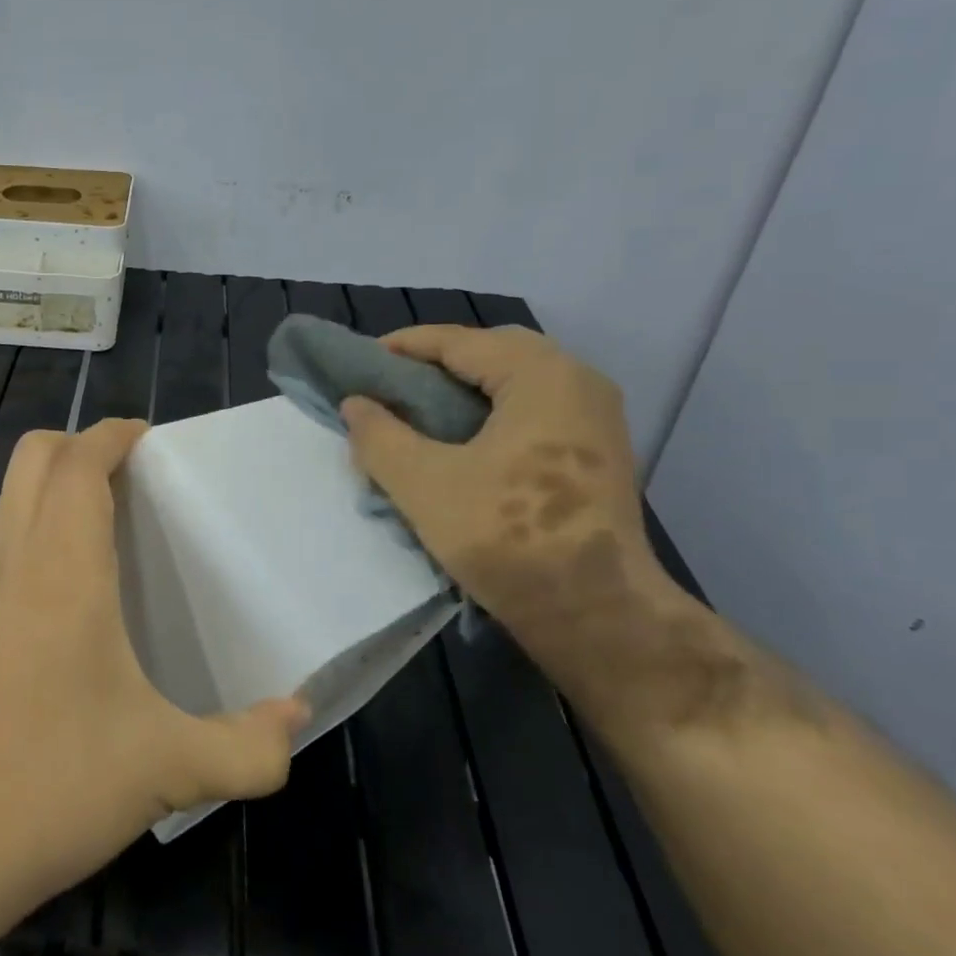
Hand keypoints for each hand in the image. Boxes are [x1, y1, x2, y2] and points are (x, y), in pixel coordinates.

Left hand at [0, 419, 306, 896]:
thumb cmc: (65, 780)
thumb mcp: (176, 767)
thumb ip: (250, 745)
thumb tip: (298, 716)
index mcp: (66, 567)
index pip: (78, 462)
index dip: (112, 435)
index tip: (151, 441)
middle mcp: (17, 558)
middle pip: (32, 457)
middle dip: (80, 446)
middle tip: (131, 476)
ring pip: (1, 493)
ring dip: (42, 481)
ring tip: (90, 513)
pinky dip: (6, 526)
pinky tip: (39, 570)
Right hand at [342, 325, 678, 707]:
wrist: (597, 614)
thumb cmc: (506, 537)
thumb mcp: (422, 483)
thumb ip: (379, 435)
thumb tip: (356, 404)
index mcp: (541, 376)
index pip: (459, 341)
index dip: (403, 347)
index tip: (360, 362)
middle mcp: (578, 382)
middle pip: (494, 352)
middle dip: (439, 362)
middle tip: (394, 384)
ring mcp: (597, 418)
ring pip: (519, 381)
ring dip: (468, 387)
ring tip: (422, 411)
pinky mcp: (599, 452)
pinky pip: (537, 408)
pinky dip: (495, 410)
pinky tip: (464, 441)